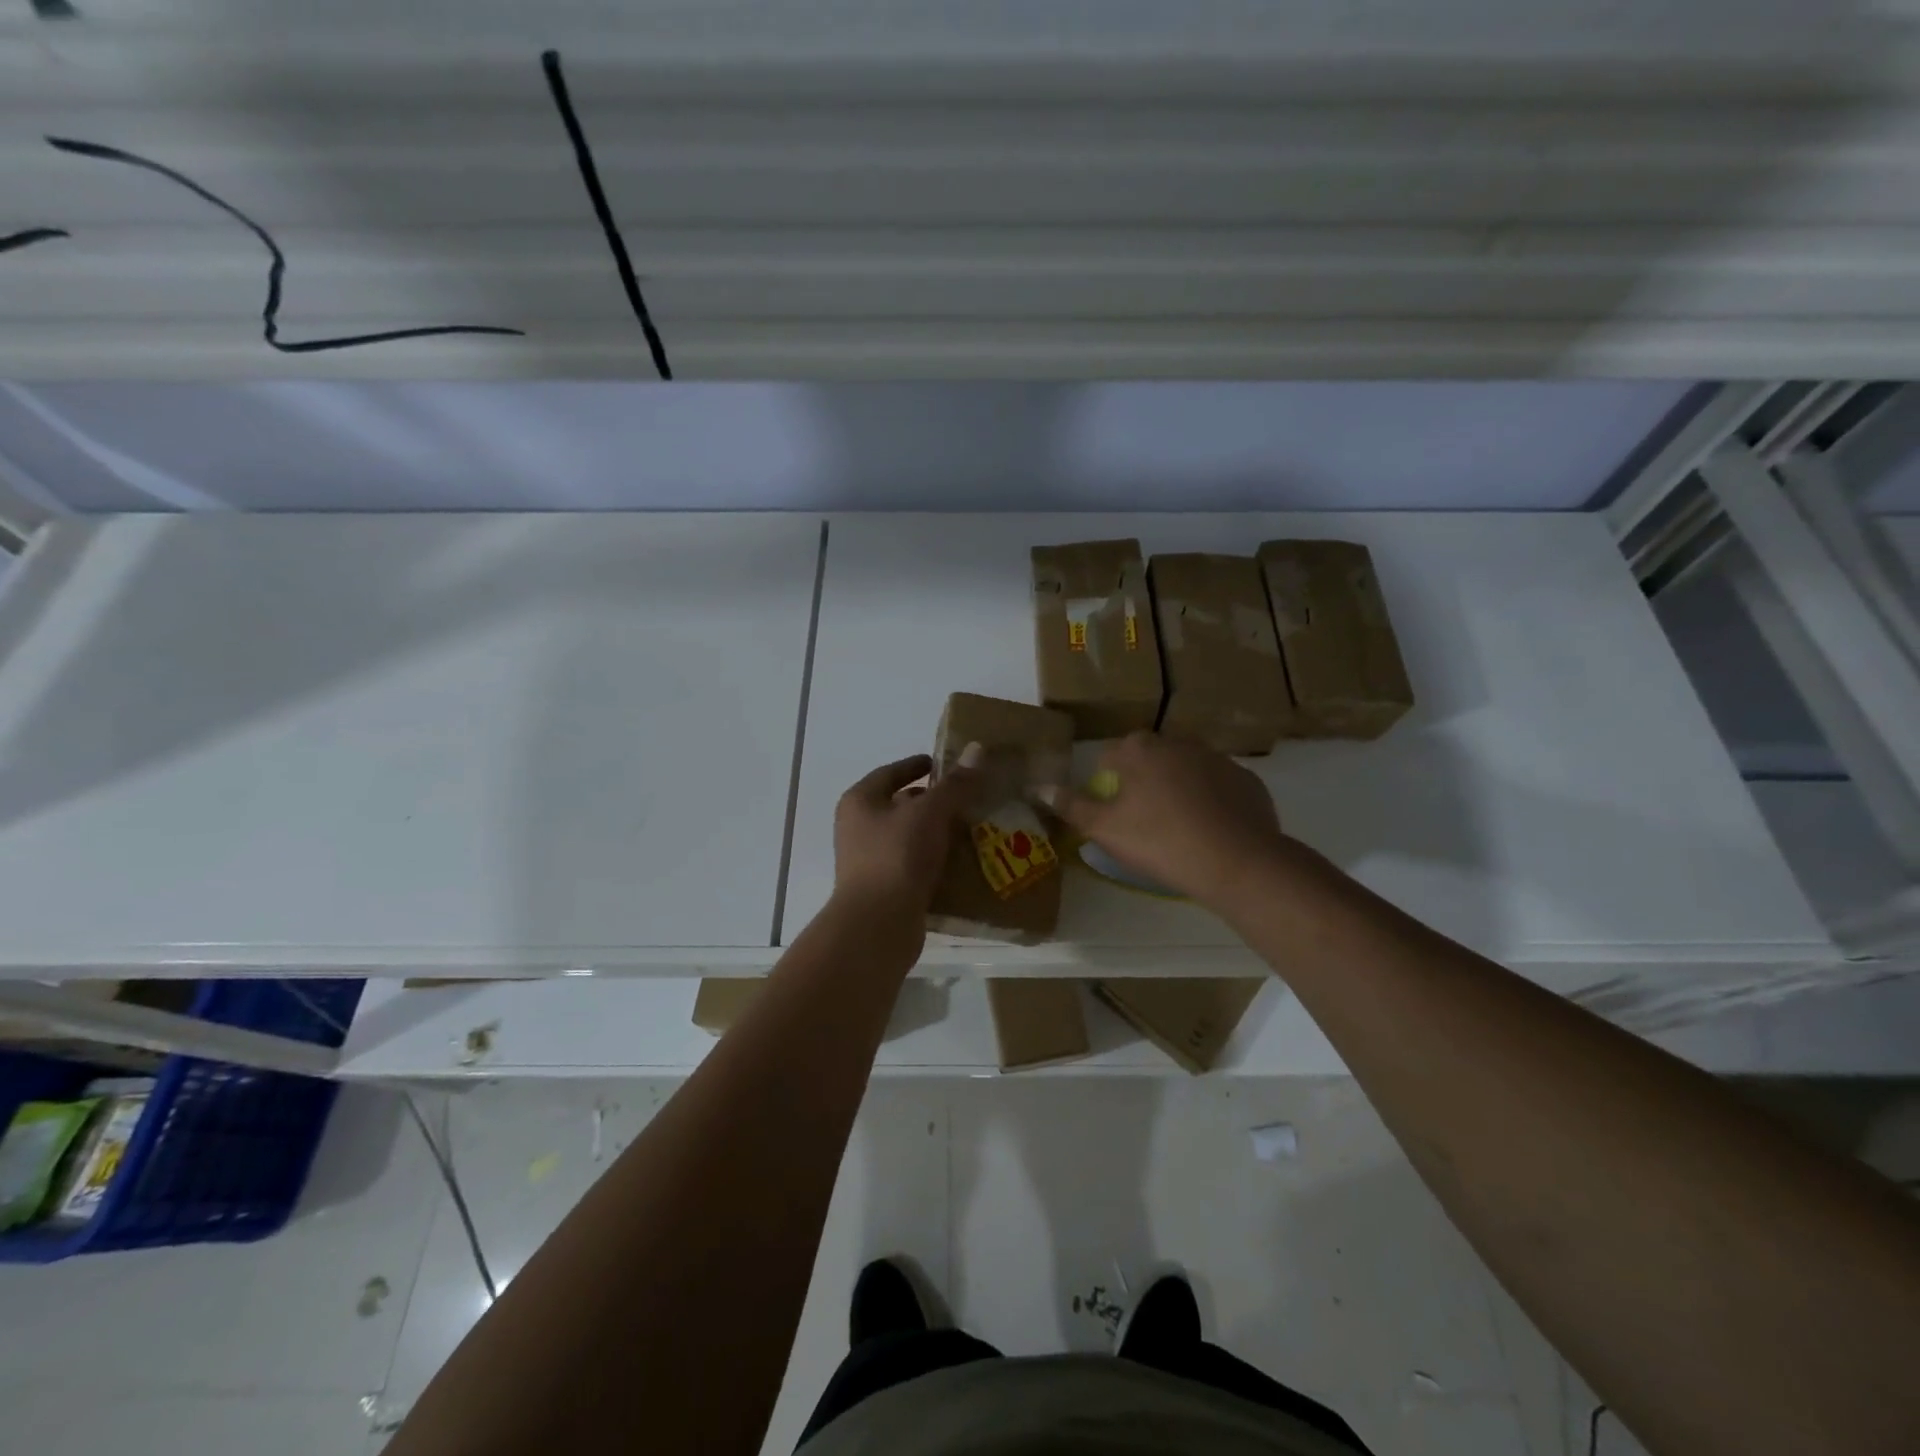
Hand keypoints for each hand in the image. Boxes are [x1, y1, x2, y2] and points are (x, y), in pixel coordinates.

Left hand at [833, 752, 978, 914]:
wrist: (878, 925)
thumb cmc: (897, 856)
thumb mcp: (930, 813)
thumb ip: (955, 784)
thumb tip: (978, 750)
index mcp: (859, 802)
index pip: (890, 773)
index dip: (916, 766)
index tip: (943, 764)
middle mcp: (858, 829)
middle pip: (899, 806)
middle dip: (933, 801)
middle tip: (968, 797)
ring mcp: (869, 861)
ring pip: (909, 837)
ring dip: (937, 833)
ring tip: (973, 827)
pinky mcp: (885, 890)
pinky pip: (914, 865)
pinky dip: (936, 861)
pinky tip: (963, 861)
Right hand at [1044, 732, 1285, 909]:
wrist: (1238, 862)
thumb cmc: (1161, 842)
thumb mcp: (1105, 829)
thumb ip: (1071, 805)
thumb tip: (1039, 786)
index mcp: (1140, 750)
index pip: (1109, 756)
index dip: (1105, 782)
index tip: (1111, 811)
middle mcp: (1178, 742)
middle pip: (1148, 758)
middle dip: (1142, 781)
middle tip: (1143, 820)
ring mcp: (1217, 758)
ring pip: (1185, 769)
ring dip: (1177, 787)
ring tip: (1178, 827)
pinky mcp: (1247, 779)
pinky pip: (1218, 785)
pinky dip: (1211, 800)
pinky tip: (1211, 829)